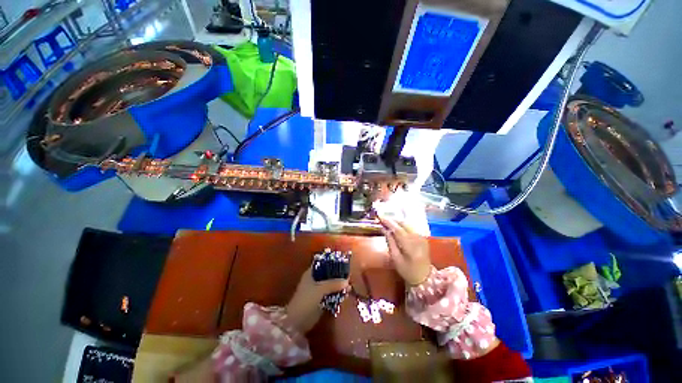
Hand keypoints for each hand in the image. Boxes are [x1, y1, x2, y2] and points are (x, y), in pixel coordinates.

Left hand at [286, 266, 348, 332]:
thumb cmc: (306, 300)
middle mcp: (315, 279)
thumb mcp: (320, 289)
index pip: (323, 262)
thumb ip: (333, 284)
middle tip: (349, 275)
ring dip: (339, 284)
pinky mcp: (321, 300)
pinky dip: (338, 293)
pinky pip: (331, 293)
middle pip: (329, 273)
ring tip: (349, 285)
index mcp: (311, 273)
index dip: (333, 261)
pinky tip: (346, 294)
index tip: (343, 262)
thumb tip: (347, 281)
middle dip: (338, 274)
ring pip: (331, 284)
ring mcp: (318, 290)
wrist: (297, 322)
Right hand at [378, 214, 431, 285]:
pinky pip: (411, 227)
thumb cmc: (407, 270)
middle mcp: (418, 239)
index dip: (389, 222)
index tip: (380, 218)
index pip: (398, 230)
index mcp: (411, 246)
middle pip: (404, 224)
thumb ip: (390, 242)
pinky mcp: (423, 237)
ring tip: (388, 222)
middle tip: (383, 219)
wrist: (425, 277)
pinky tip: (397, 227)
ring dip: (397, 222)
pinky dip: (403, 225)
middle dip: (393, 220)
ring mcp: (422, 237)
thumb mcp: (395, 259)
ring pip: (408, 224)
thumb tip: (384, 229)